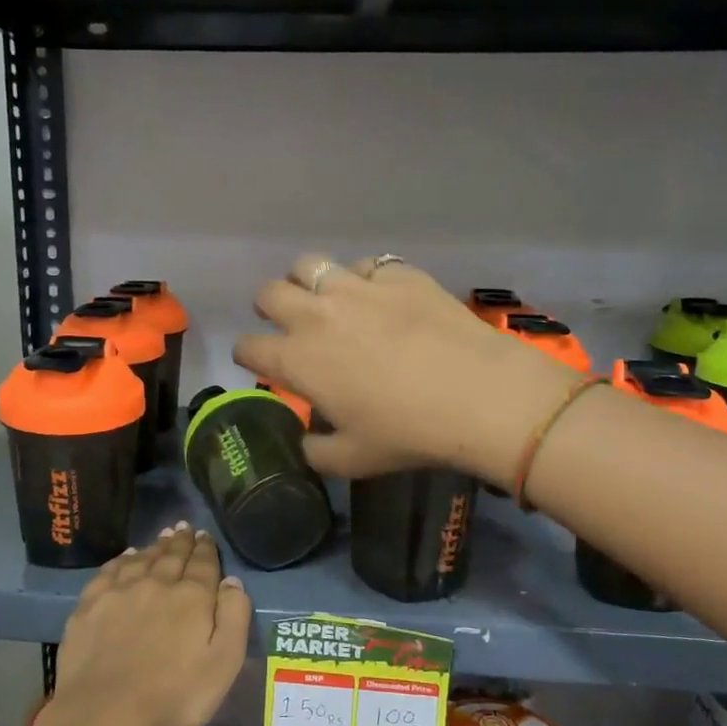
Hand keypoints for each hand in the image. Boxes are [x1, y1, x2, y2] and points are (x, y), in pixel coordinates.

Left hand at [48, 523, 251, 725]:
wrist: (105, 714)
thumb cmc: (174, 696)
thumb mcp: (223, 663)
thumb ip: (234, 617)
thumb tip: (231, 581)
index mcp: (191, 597)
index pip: (203, 563)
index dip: (206, 549)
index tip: (205, 536)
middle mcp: (156, 584)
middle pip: (171, 556)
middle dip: (181, 541)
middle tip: (184, 528)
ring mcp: (119, 592)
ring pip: (141, 559)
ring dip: (154, 547)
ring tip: (161, 538)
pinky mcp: (89, 606)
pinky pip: (109, 572)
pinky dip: (121, 560)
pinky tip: (125, 558)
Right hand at [234, 254, 579, 484]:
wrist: (478, 395)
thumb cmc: (408, 433)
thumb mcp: (352, 460)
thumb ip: (315, 452)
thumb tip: (306, 442)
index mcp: (298, 360)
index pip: (248, 347)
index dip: (248, 355)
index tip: (260, 362)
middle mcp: (317, 315)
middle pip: (268, 293)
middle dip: (268, 307)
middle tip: (286, 321)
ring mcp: (357, 287)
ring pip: (309, 264)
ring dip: (306, 281)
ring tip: (325, 298)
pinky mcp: (397, 273)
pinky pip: (364, 264)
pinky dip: (362, 278)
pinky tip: (378, 296)